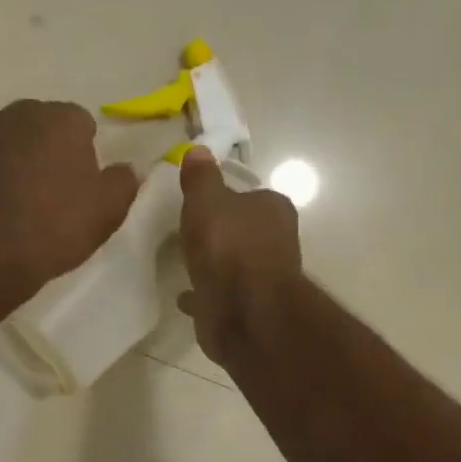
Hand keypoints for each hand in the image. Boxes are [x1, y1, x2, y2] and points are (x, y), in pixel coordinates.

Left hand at [0, 100, 139, 301]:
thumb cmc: (55, 227)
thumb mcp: (107, 211)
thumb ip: (124, 182)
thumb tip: (128, 168)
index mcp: (59, 119)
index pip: (80, 122)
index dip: (85, 150)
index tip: (84, 182)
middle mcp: (14, 116)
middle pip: (38, 126)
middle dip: (47, 149)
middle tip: (54, 190)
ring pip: (4, 143)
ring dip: (13, 161)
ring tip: (20, 202)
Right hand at [178, 147, 303, 362]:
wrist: (243, 311)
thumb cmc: (228, 246)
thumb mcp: (206, 201)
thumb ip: (201, 178)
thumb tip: (198, 150)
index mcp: (274, 209)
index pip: (250, 196)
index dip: (226, 198)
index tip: (200, 204)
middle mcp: (276, 241)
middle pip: (244, 230)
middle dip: (222, 232)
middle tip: (190, 232)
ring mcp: (264, 278)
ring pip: (235, 264)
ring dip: (216, 263)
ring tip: (184, 262)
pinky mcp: (248, 307)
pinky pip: (222, 294)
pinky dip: (207, 292)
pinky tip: (184, 294)